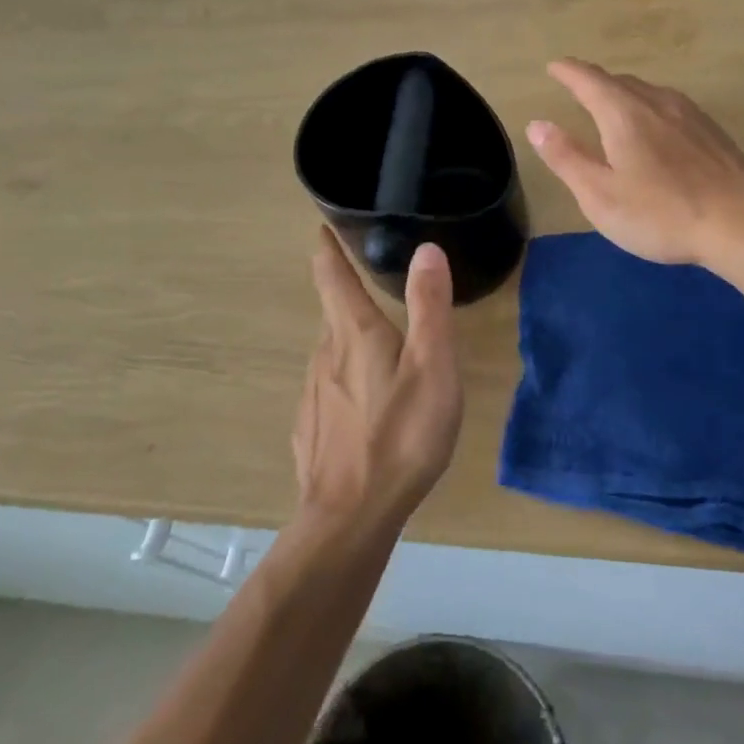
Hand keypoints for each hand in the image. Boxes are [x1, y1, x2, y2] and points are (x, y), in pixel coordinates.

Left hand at [293, 228, 462, 530]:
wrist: (350, 517)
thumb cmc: (401, 436)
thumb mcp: (432, 366)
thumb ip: (429, 306)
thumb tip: (426, 247)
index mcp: (354, 333)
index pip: (331, 275)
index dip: (327, 246)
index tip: (324, 226)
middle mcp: (325, 354)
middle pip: (335, 314)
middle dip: (350, 295)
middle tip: (379, 288)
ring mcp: (313, 393)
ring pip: (333, 353)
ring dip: (353, 342)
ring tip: (383, 350)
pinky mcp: (311, 428)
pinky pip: (330, 390)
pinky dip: (348, 383)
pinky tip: (369, 409)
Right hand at [526, 59, 743, 266]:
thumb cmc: (662, 213)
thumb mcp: (600, 195)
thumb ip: (566, 158)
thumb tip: (537, 124)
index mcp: (624, 112)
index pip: (588, 79)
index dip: (567, 71)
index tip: (554, 66)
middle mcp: (657, 101)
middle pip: (620, 81)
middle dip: (595, 82)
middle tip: (578, 89)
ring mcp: (690, 114)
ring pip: (648, 93)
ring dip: (625, 94)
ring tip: (613, 108)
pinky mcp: (712, 132)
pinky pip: (670, 107)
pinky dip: (650, 109)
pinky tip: (656, 131)